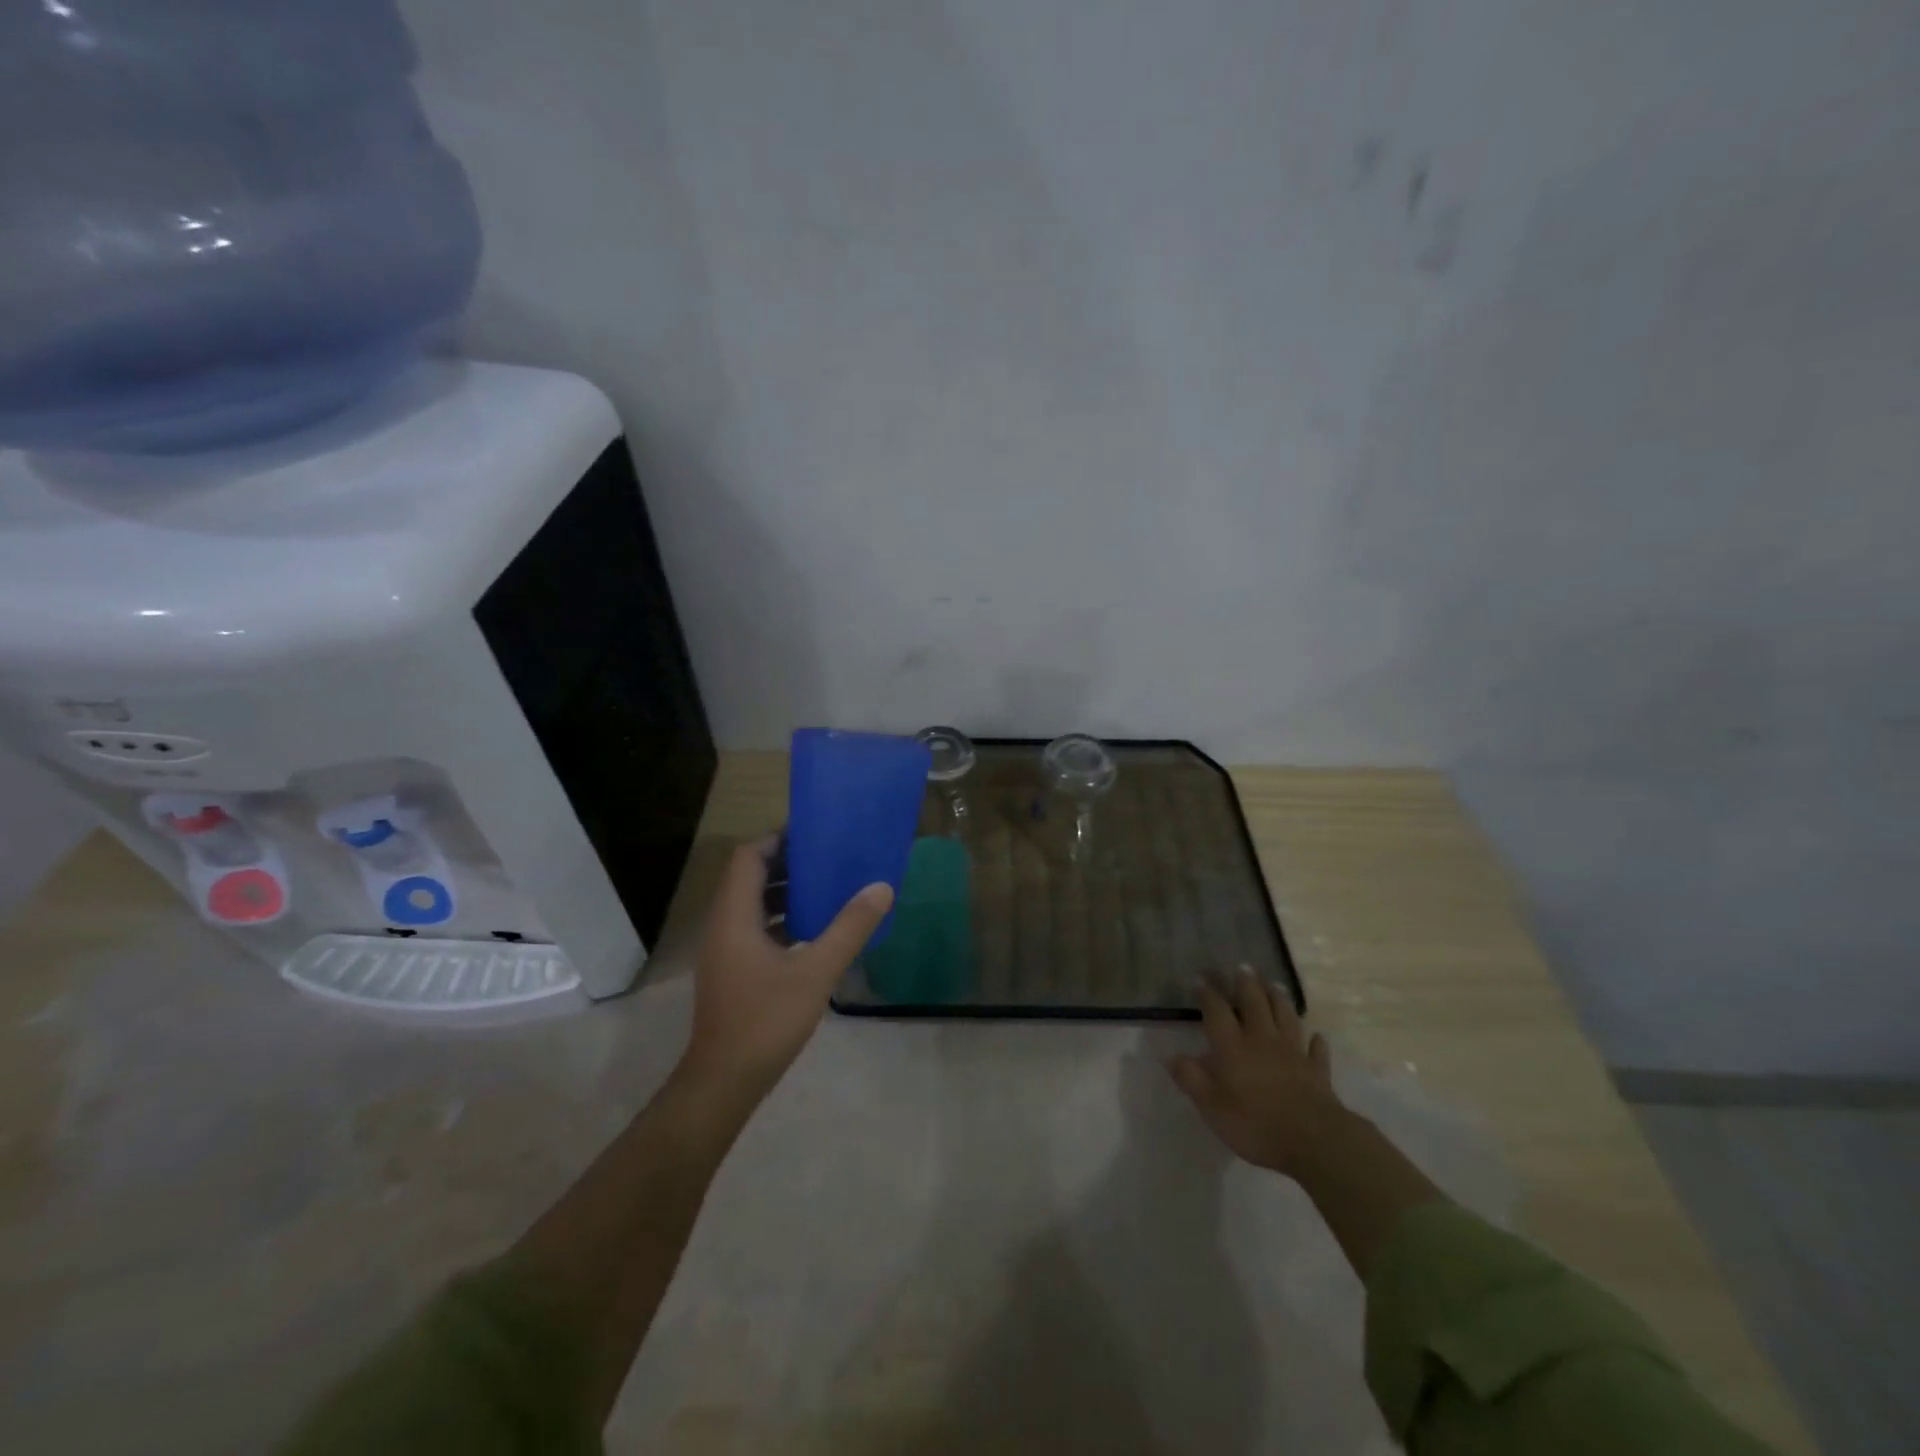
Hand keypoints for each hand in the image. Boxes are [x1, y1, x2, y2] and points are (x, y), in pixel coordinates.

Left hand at [681, 836, 893, 1100]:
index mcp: (734, 916)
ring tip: (828, 886)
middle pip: (750, 877)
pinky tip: (815, 929)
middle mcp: (724, 925)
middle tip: (829, 856)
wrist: (724, 1082)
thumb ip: (849, 928)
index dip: (778, 839)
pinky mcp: (733, 970)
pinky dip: (783, 919)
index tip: (814, 833)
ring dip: (786, 891)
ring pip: (753, 904)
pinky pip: (756, 928)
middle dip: (788, 862)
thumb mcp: (816, 972)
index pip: (748, 857)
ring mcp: (726, 950)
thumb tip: (881, 887)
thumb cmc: (765, 1020)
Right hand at [1167, 968, 1345, 1179]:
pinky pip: (1316, 1051)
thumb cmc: (1254, 1123)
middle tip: (1243, 967)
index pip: (1217, 1011)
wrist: (1313, 1140)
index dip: (1208, 994)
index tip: (1201, 979)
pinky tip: (1317, 1036)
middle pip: (1254, 1004)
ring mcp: (1293, 1053)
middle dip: (1247, 984)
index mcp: (1232, 1046)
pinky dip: (1316, 1042)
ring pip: (1286, 1017)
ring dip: (1280, 1000)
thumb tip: (1170, 1057)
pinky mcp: (1317, 1072)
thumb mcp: (1211, 1105)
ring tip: (1275, 984)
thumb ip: (1191, 1078)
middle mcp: (1262, 1040)